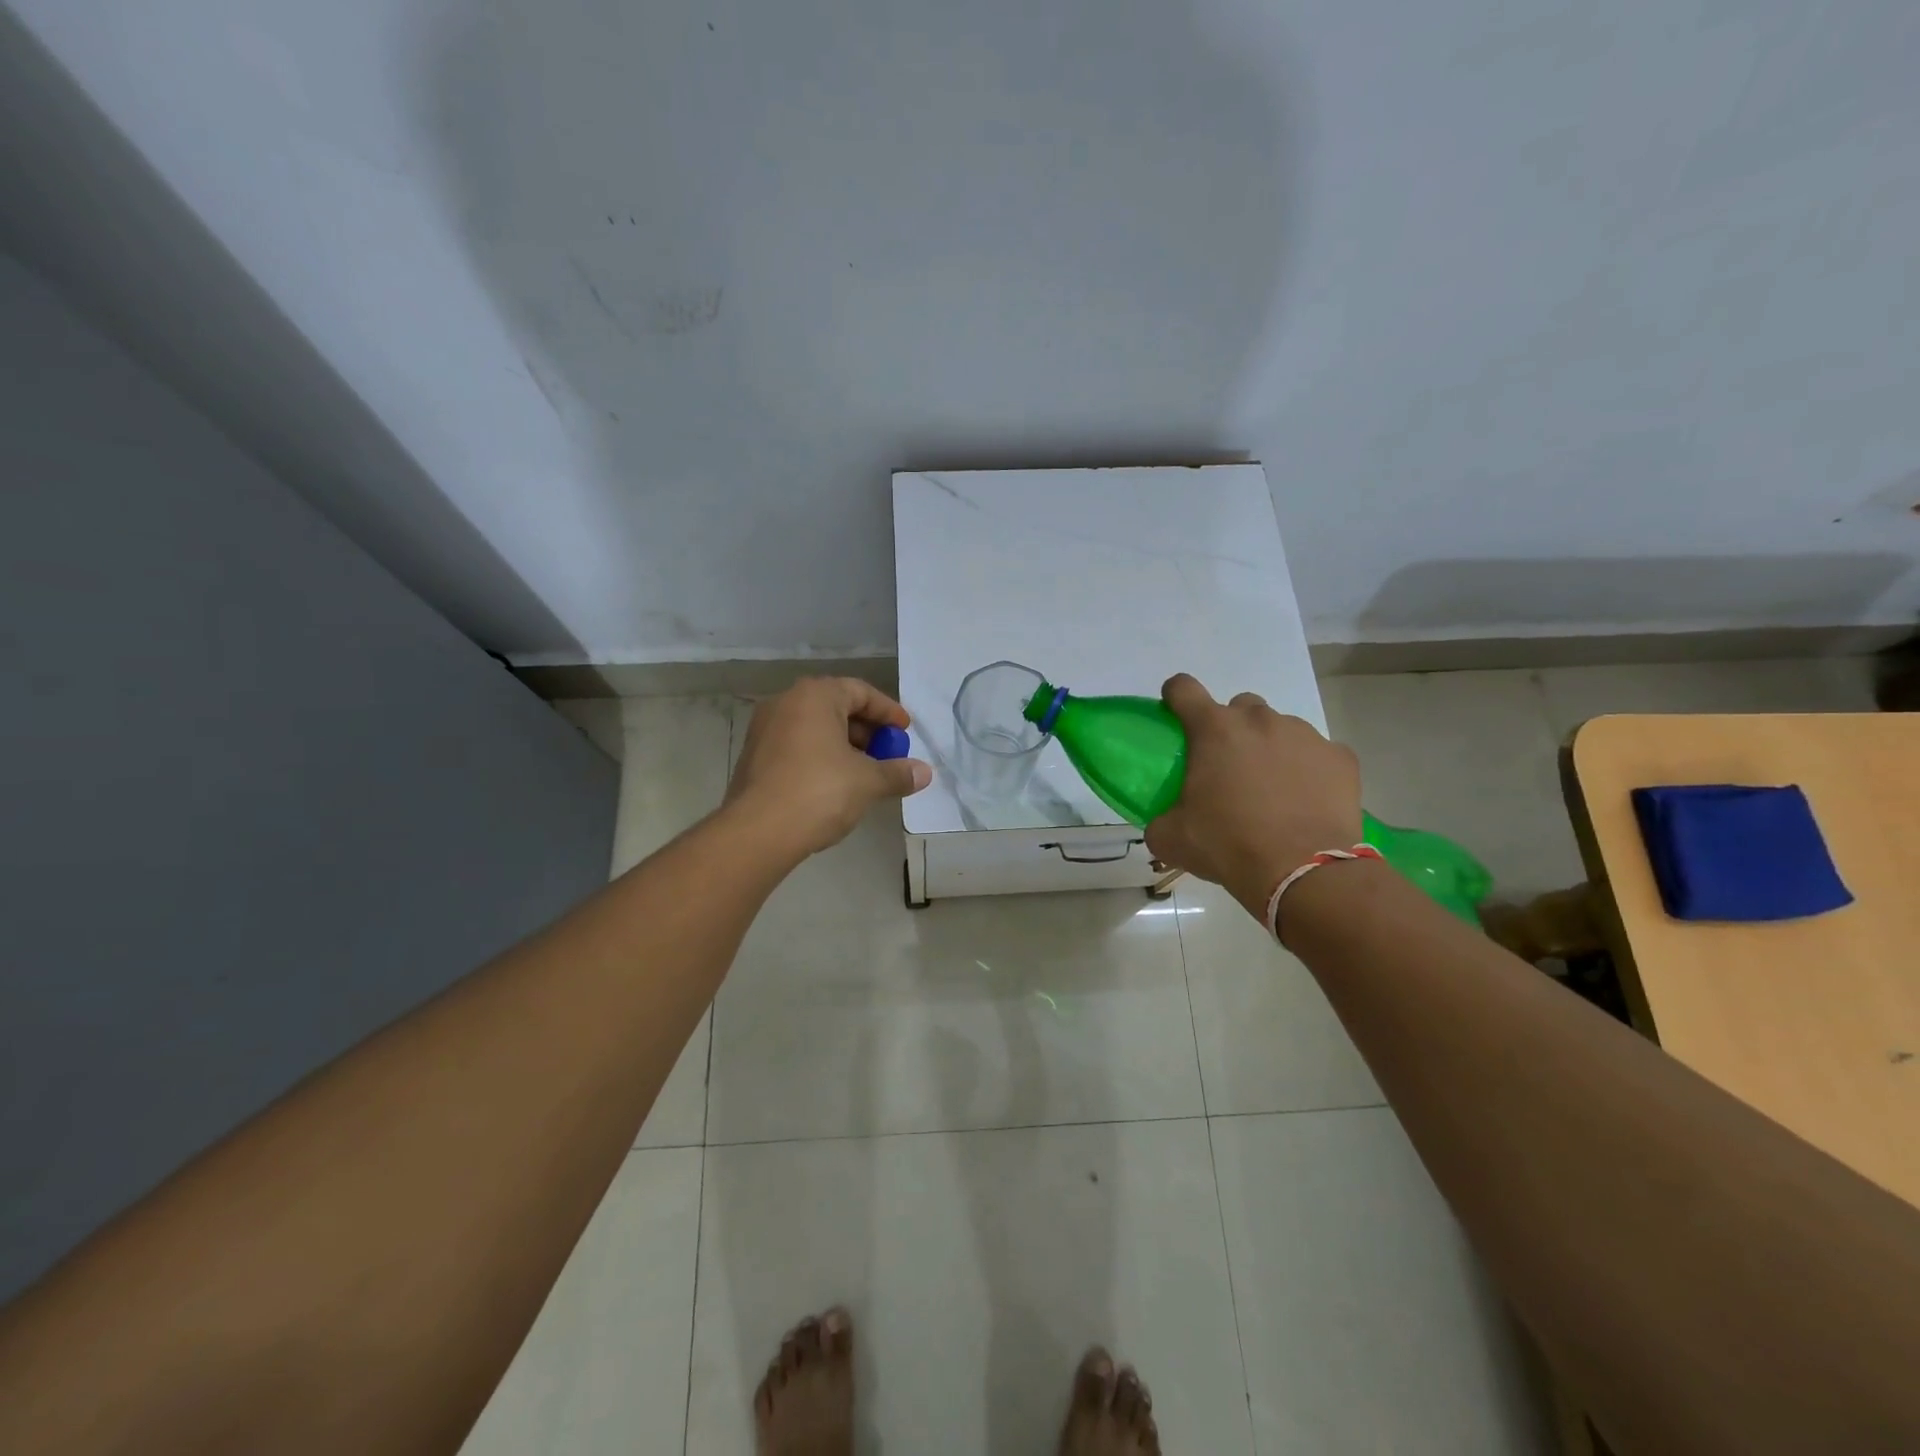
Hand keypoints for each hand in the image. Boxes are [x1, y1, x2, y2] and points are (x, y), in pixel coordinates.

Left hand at [724, 677, 931, 857]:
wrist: (757, 833)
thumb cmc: (818, 792)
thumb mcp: (867, 781)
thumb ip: (897, 773)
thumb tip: (924, 773)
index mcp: (814, 696)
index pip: (860, 691)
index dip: (888, 712)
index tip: (906, 733)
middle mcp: (785, 703)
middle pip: (836, 708)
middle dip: (868, 732)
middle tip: (889, 755)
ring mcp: (764, 730)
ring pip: (816, 730)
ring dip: (845, 747)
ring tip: (867, 774)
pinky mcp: (754, 758)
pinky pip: (797, 747)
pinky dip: (821, 759)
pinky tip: (837, 786)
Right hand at [1144, 674, 1362, 919]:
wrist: (1304, 873)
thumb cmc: (1228, 846)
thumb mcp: (1172, 839)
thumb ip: (1160, 819)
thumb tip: (1164, 822)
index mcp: (1213, 730)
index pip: (1183, 688)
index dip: (1175, 697)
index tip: (1176, 716)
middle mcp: (1260, 720)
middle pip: (1238, 707)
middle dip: (1231, 730)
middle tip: (1228, 769)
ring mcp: (1305, 735)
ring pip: (1280, 728)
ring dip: (1270, 749)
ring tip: (1271, 791)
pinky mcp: (1340, 757)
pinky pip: (1318, 754)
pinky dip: (1308, 770)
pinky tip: (1305, 802)